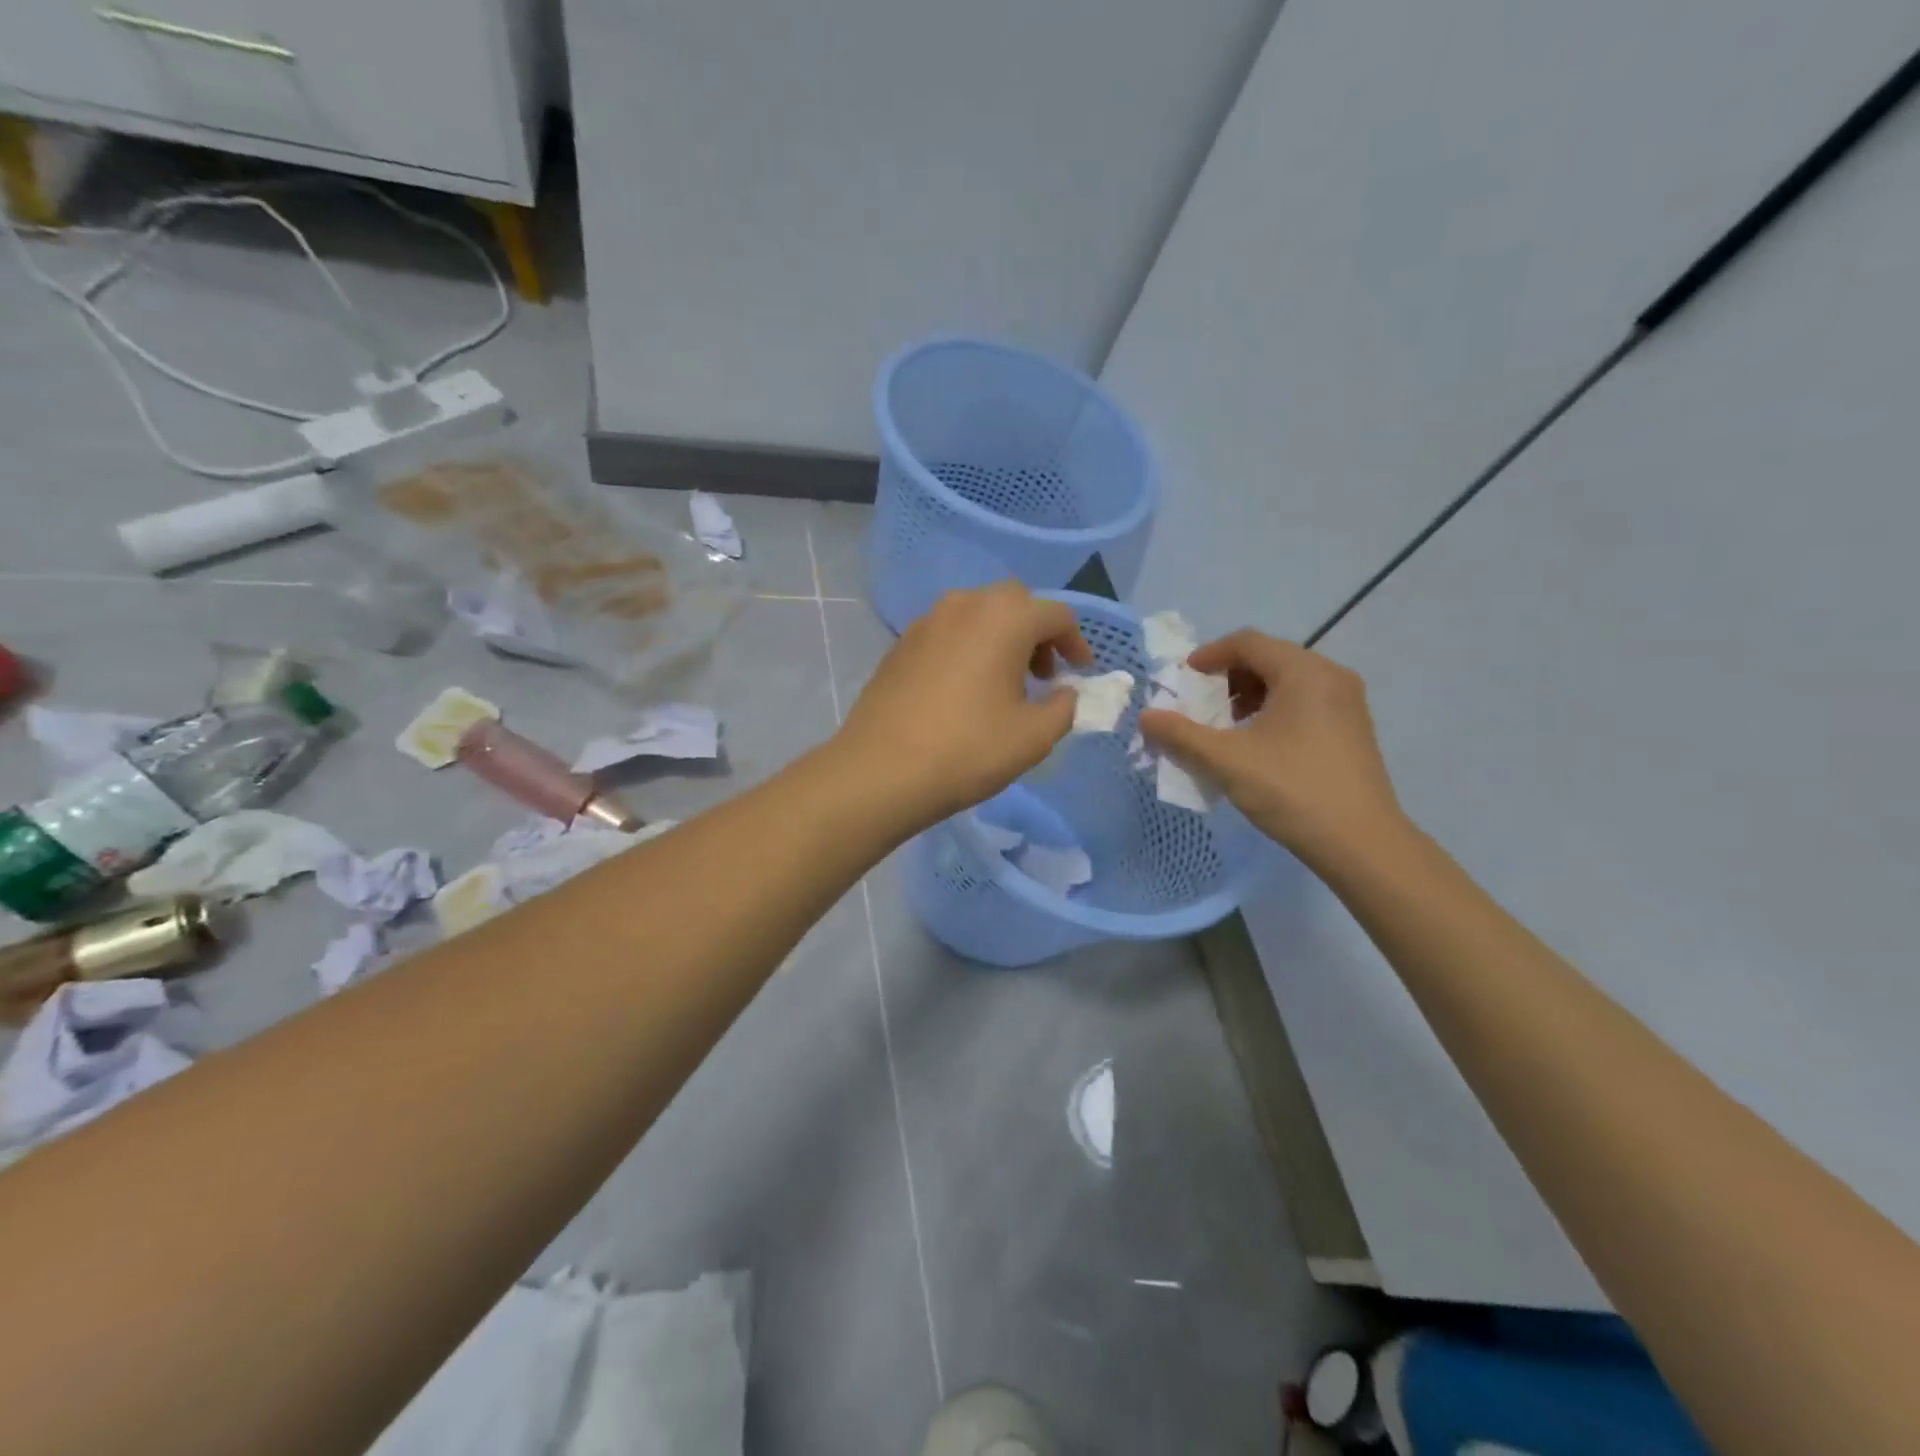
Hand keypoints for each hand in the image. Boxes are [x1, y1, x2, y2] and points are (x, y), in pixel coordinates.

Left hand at [836, 583, 1092, 828]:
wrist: (880, 771)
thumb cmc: (967, 750)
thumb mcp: (1034, 736)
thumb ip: (1064, 707)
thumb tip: (1065, 692)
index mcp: (1004, 618)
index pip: (1055, 615)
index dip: (1076, 643)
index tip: (1080, 674)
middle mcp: (964, 605)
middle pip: (1014, 603)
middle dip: (1036, 633)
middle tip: (1042, 675)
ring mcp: (926, 622)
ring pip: (977, 614)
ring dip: (1001, 638)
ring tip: (1004, 684)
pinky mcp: (901, 645)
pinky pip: (948, 633)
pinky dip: (968, 648)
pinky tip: (964, 690)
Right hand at [1137, 631, 1404, 864]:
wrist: (1362, 844)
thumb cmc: (1292, 790)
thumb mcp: (1227, 761)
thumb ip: (1181, 735)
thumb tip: (1145, 717)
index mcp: (1304, 672)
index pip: (1248, 643)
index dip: (1209, 655)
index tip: (1182, 680)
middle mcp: (1331, 677)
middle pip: (1268, 658)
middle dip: (1227, 678)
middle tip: (1200, 705)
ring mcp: (1347, 703)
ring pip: (1287, 682)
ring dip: (1248, 695)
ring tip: (1224, 727)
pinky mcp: (1352, 729)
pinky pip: (1304, 702)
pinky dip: (1272, 711)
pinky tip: (1257, 745)